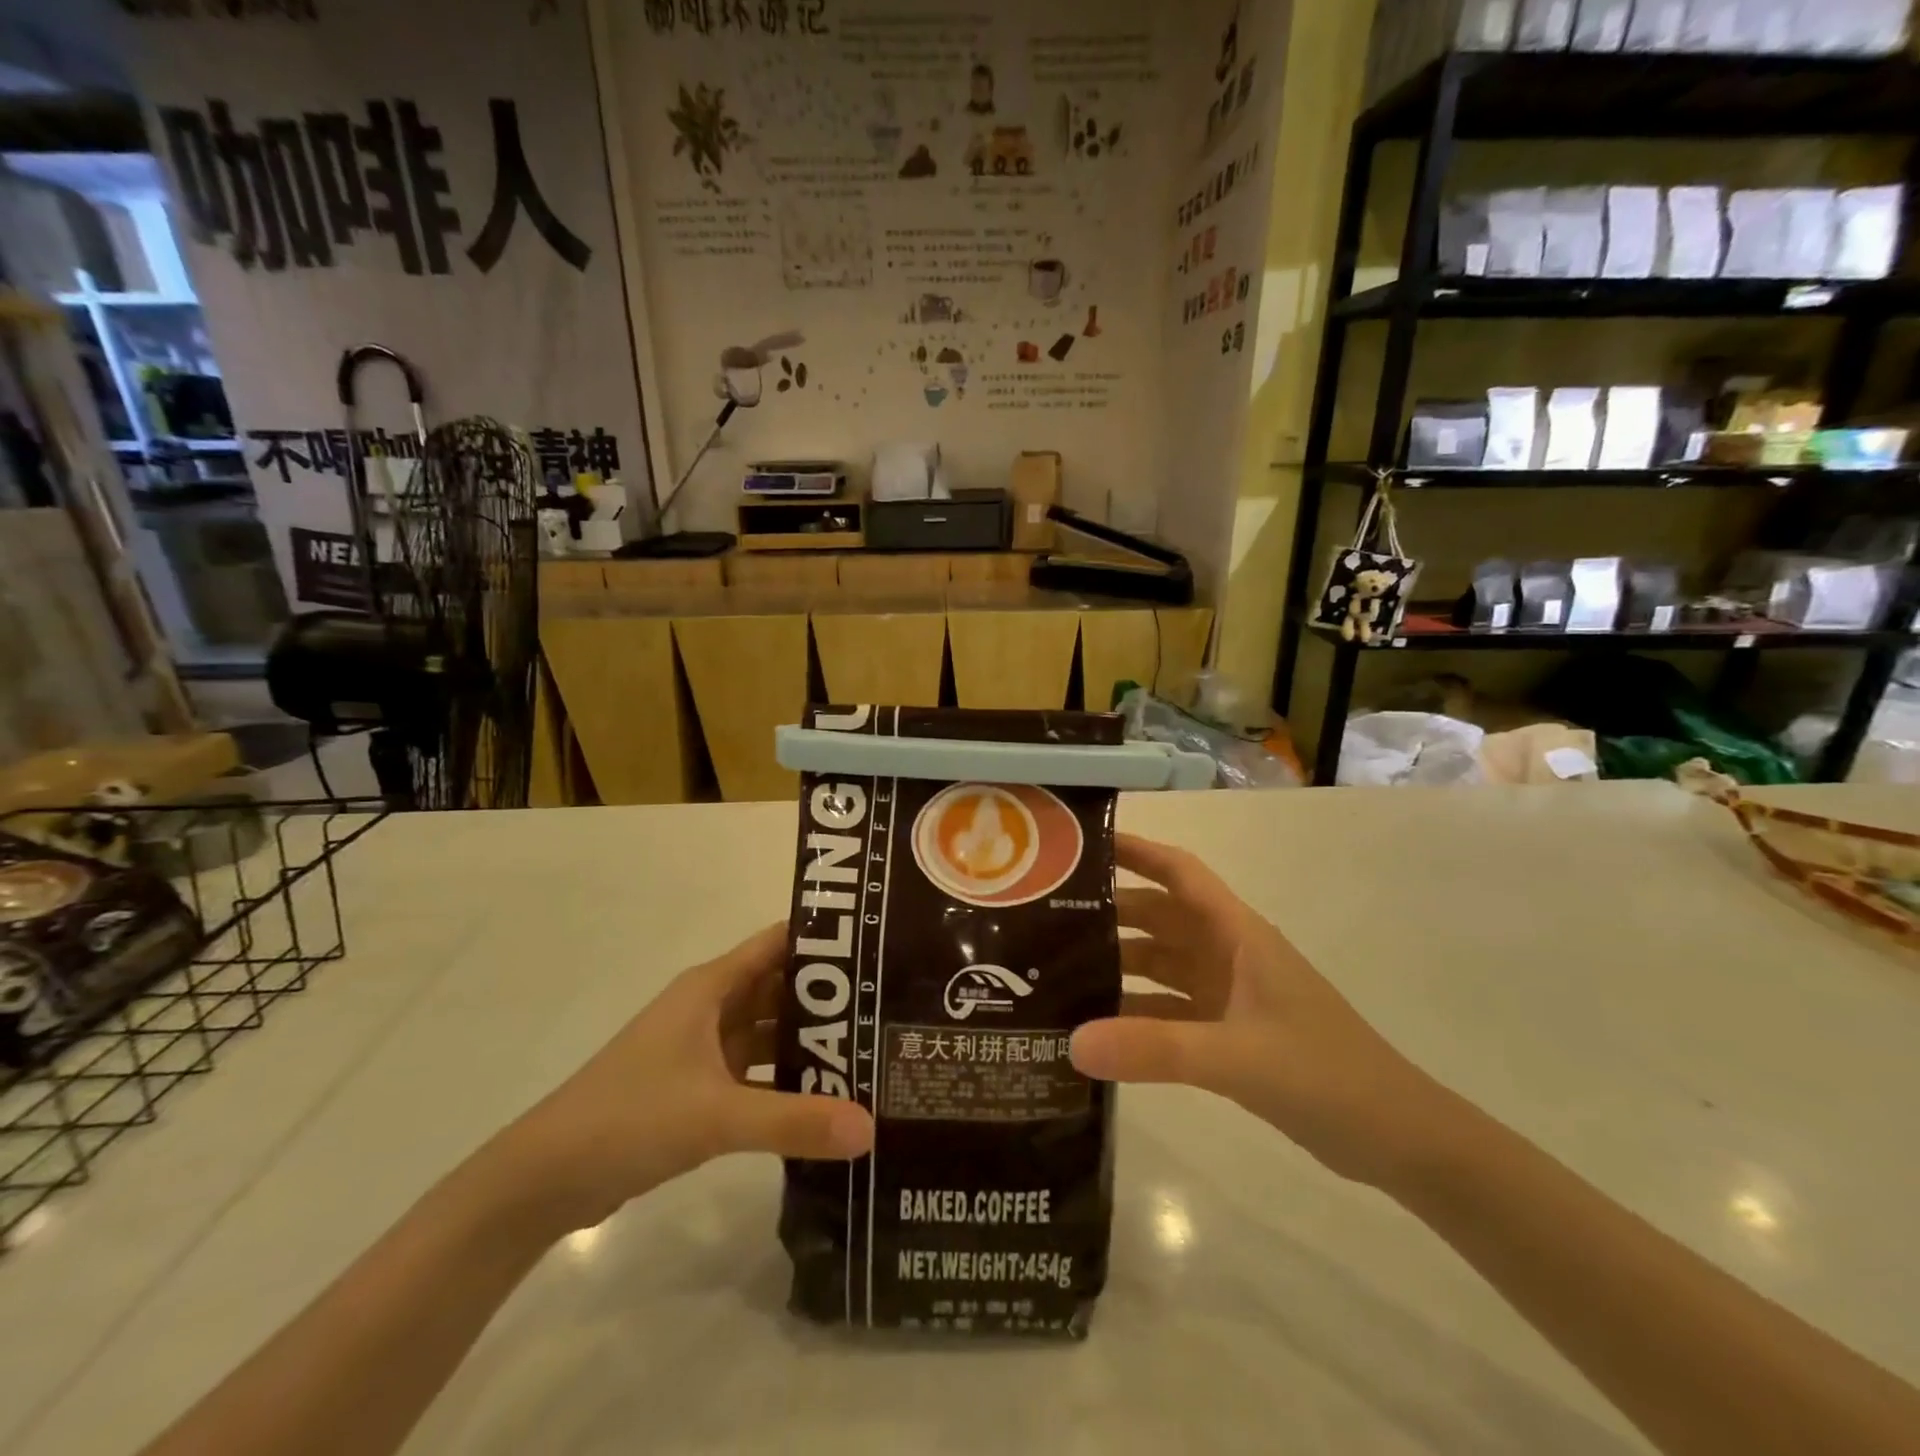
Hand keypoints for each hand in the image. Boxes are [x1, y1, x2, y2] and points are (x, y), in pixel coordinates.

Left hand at [502, 924, 873, 1231]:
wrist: (545, 1178)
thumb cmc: (630, 1117)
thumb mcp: (717, 1115)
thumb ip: (794, 1120)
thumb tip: (870, 1129)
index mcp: (711, 987)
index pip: (778, 943)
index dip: (825, 940)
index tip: (878, 948)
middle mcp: (709, 1007)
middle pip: (779, 988)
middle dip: (828, 996)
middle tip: (888, 1005)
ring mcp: (702, 1049)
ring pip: (768, 1031)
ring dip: (809, 1040)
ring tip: (870, 1049)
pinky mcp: (696, 1087)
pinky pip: (755, 1070)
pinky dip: (785, 1079)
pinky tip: (825, 1096)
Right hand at [1074, 834, 1451, 1187]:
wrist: (1398, 1139)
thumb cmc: (1326, 1074)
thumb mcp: (1237, 1057)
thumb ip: (1155, 1049)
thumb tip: (1072, 1041)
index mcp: (1237, 934)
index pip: (1178, 872)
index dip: (1135, 850)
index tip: (1080, 847)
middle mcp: (1228, 953)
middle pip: (1159, 916)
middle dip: (1109, 912)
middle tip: (1045, 917)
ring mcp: (1228, 993)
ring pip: (1161, 964)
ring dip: (1117, 964)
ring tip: (1057, 970)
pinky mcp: (1228, 1032)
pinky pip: (1168, 1010)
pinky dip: (1134, 1013)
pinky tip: (1094, 1028)